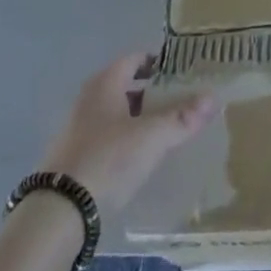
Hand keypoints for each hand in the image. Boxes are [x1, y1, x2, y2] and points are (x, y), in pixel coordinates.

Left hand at [37, 54, 215, 214]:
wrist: (58, 211)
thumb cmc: (107, 159)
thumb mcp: (152, 137)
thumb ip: (183, 117)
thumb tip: (213, 97)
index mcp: (105, 83)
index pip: (136, 59)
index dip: (159, 63)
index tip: (183, 74)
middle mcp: (89, 98)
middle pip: (126, 85)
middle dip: (153, 92)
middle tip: (180, 103)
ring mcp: (77, 127)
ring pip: (116, 112)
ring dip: (139, 118)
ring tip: (165, 131)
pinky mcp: (73, 156)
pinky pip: (106, 136)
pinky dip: (124, 138)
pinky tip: (138, 157)